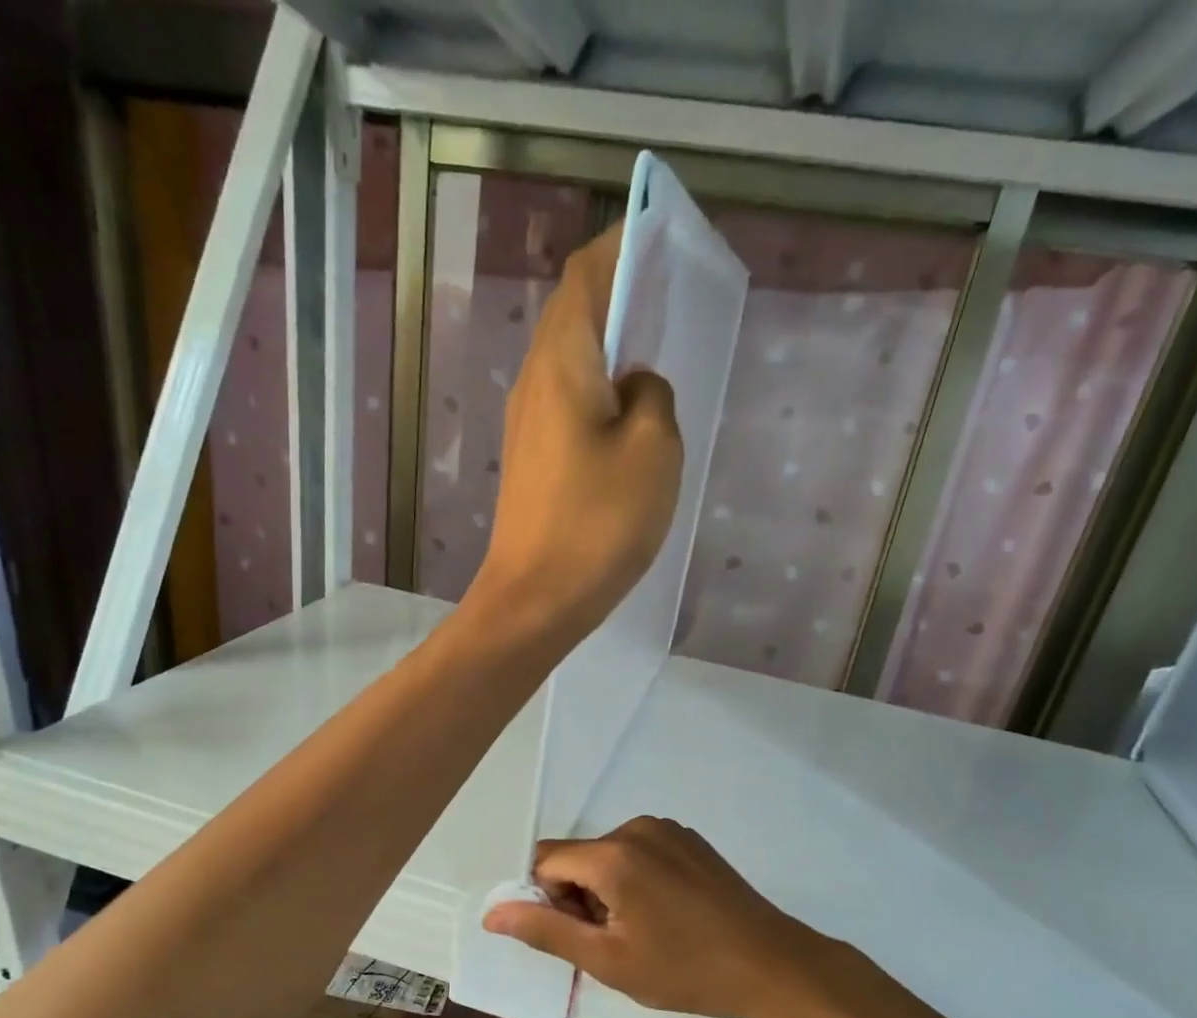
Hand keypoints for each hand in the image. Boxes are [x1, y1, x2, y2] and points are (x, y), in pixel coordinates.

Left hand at [466, 225, 682, 642]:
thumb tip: (635, 387)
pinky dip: (600, 393)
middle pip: (575, 315)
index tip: (661, 238)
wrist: (535, 600)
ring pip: (572, 363)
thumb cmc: (598, 522)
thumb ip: (653, 397)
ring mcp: (527, 424)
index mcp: (562, 360)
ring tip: (655, 353)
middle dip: (619, 296)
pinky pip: (569, 406)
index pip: (587, 276)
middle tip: (668, 296)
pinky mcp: (532, 462)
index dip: (623, 248)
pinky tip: (629, 417)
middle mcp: (535, 381)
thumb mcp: (652, 449)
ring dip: (611, 349)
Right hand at [482, 817, 837, 1017]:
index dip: (548, 901)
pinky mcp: (690, 839)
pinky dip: (635, 880)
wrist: (770, 964)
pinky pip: (640, 852)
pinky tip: (667, 915)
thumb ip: (545, 931)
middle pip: (578, 857)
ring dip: (607, 891)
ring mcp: (668, 830)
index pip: (546, 861)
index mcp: (612, 854)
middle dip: (579, 898)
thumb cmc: (684, 970)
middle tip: (613, 944)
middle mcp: (636, 828)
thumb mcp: (607, 961)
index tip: (578, 937)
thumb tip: (493, 911)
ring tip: (644, 933)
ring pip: (608, 856)